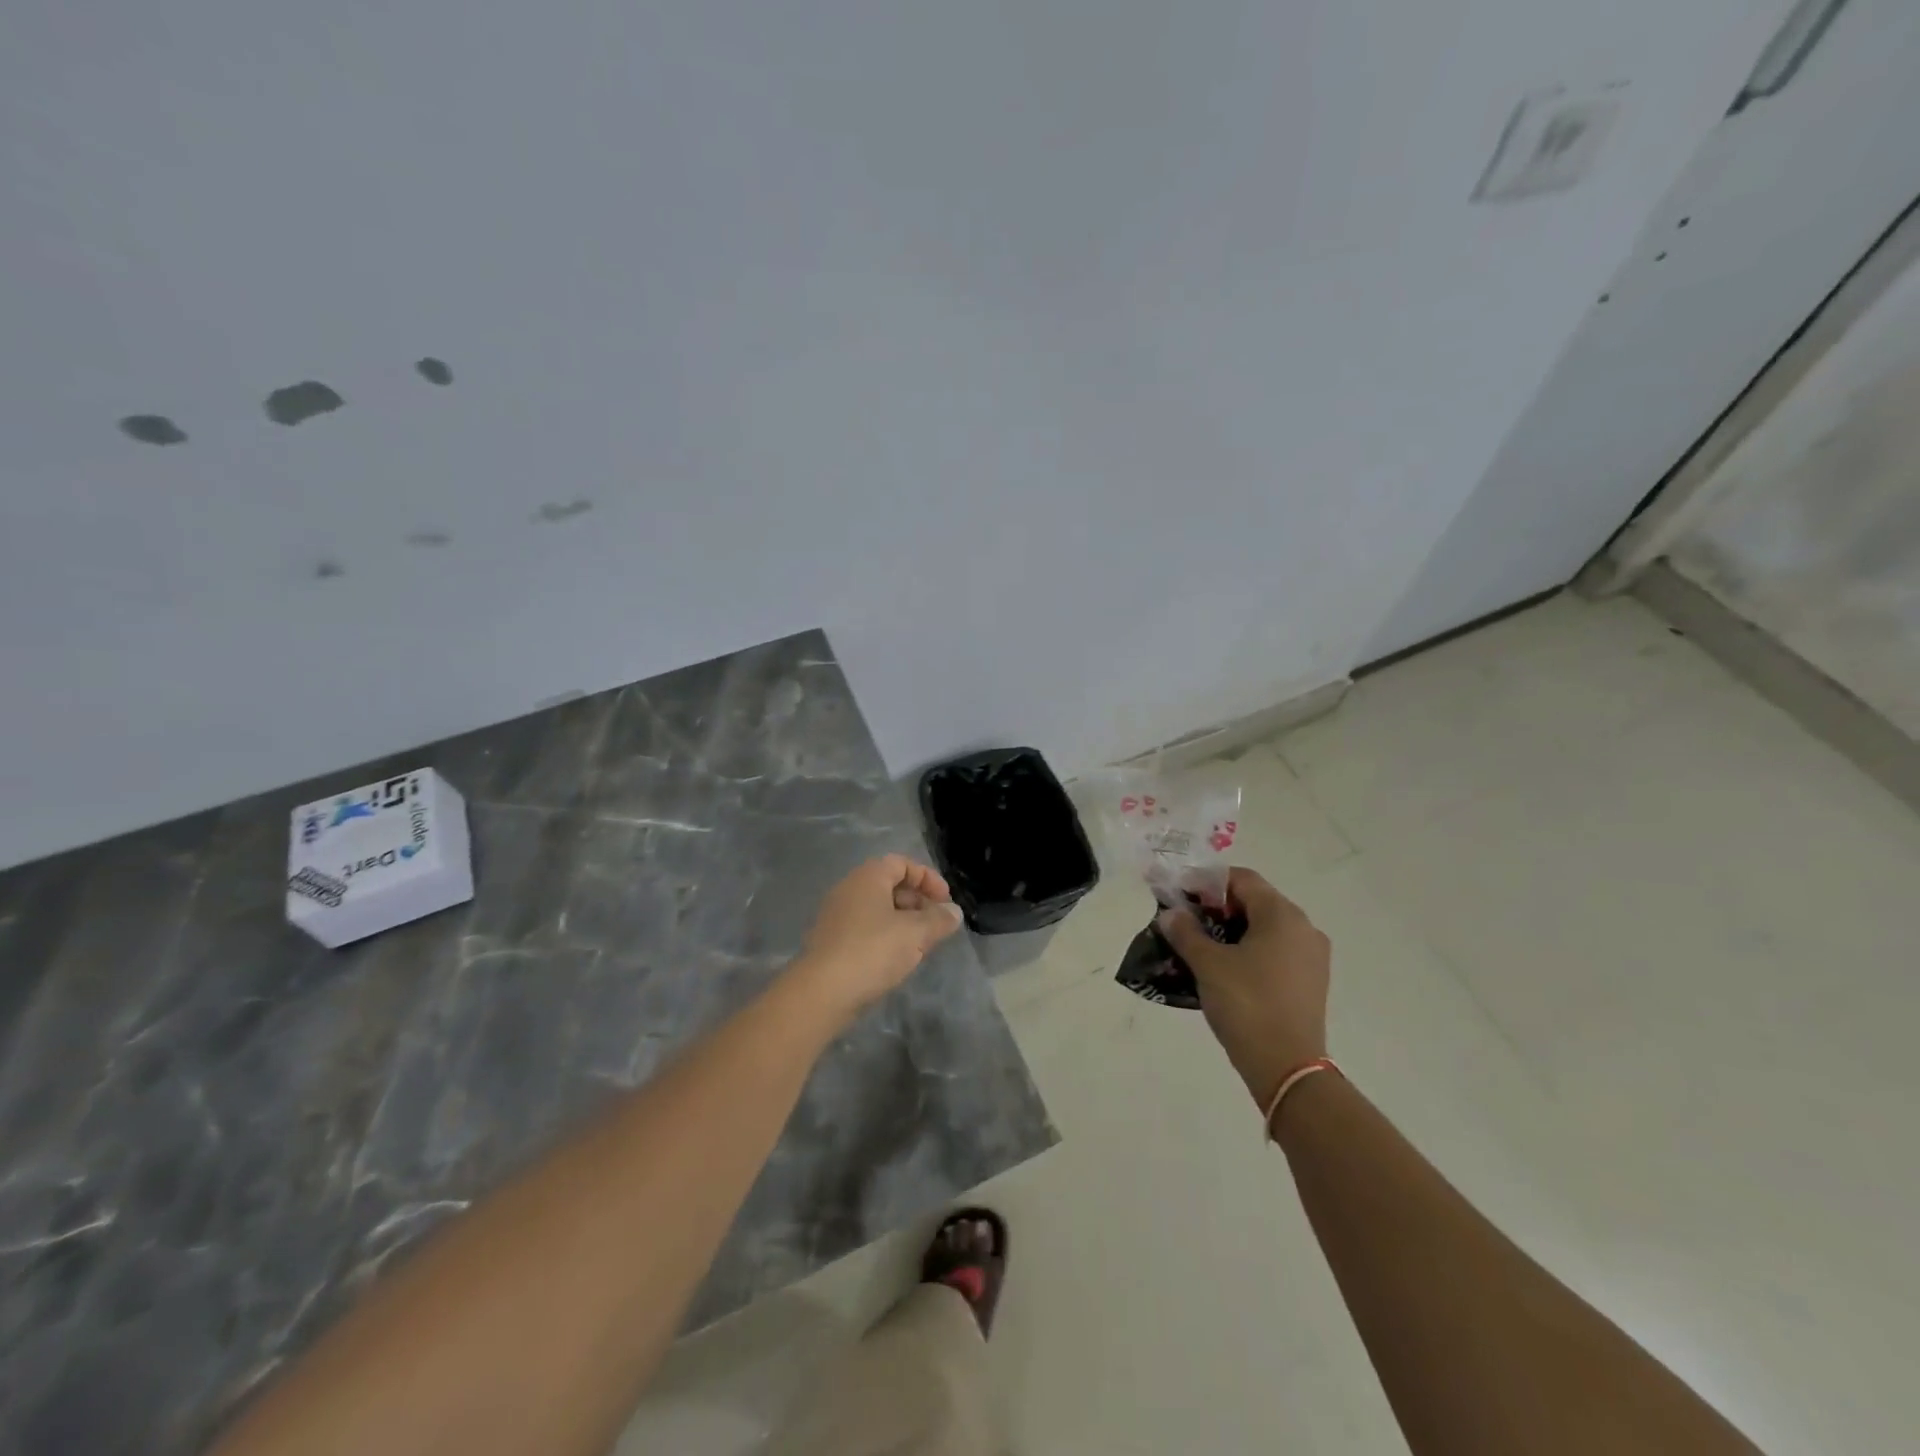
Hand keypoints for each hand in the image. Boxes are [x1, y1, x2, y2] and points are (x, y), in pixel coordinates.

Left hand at [793, 855, 964, 1020]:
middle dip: (918, 903)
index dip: (928, 878)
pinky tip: (897, 960)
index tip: (946, 902)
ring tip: (921, 946)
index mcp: (868, 877)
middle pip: (890, 886)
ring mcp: (836, 916)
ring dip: (904, 923)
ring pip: (878, 910)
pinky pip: (865, 930)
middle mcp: (849, 889)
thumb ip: (939, 919)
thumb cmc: (872, 951)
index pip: (902, 863)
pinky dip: (886, 938)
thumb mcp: (915, 933)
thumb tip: (953, 912)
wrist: (821, 992)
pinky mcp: (831, 942)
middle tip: (936, 925)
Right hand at [1158, 867, 1329, 1107]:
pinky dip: (1249, 951)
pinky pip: (1275, 952)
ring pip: (1265, 928)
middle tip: (1185, 920)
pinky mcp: (1310, 982)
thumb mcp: (1208, 964)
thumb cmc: (1246, 1004)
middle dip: (1217, 907)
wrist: (1286, 1067)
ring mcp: (1311, 957)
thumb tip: (1171, 913)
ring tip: (1199, 946)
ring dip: (1232, 930)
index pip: (1241, 879)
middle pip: (1254, 901)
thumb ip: (1186, 932)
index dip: (1207, 882)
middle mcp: (1303, 928)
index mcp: (1282, 915)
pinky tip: (1224, 969)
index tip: (1179, 895)